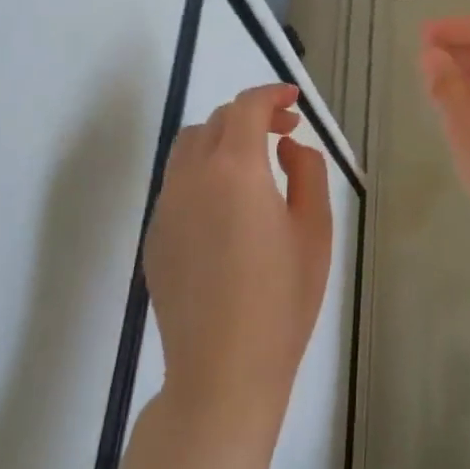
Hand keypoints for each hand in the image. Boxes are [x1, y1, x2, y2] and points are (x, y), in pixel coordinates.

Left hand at [143, 84, 333, 440]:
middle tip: (284, 134)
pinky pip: (177, 183)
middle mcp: (193, 177)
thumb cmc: (281, 300)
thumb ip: (307, 171)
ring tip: (253, 164)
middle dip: (251, 116)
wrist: (223, 373)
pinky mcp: (154, 236)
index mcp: (236, 169)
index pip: (247, 107)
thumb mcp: (315, 229)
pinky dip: (203, 172)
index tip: (293, 101)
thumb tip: (286, 147)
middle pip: (217, 121)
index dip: (271, 95)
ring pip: (189, 147)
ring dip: (222, 139)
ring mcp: (167, 207)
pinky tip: (227, 207)